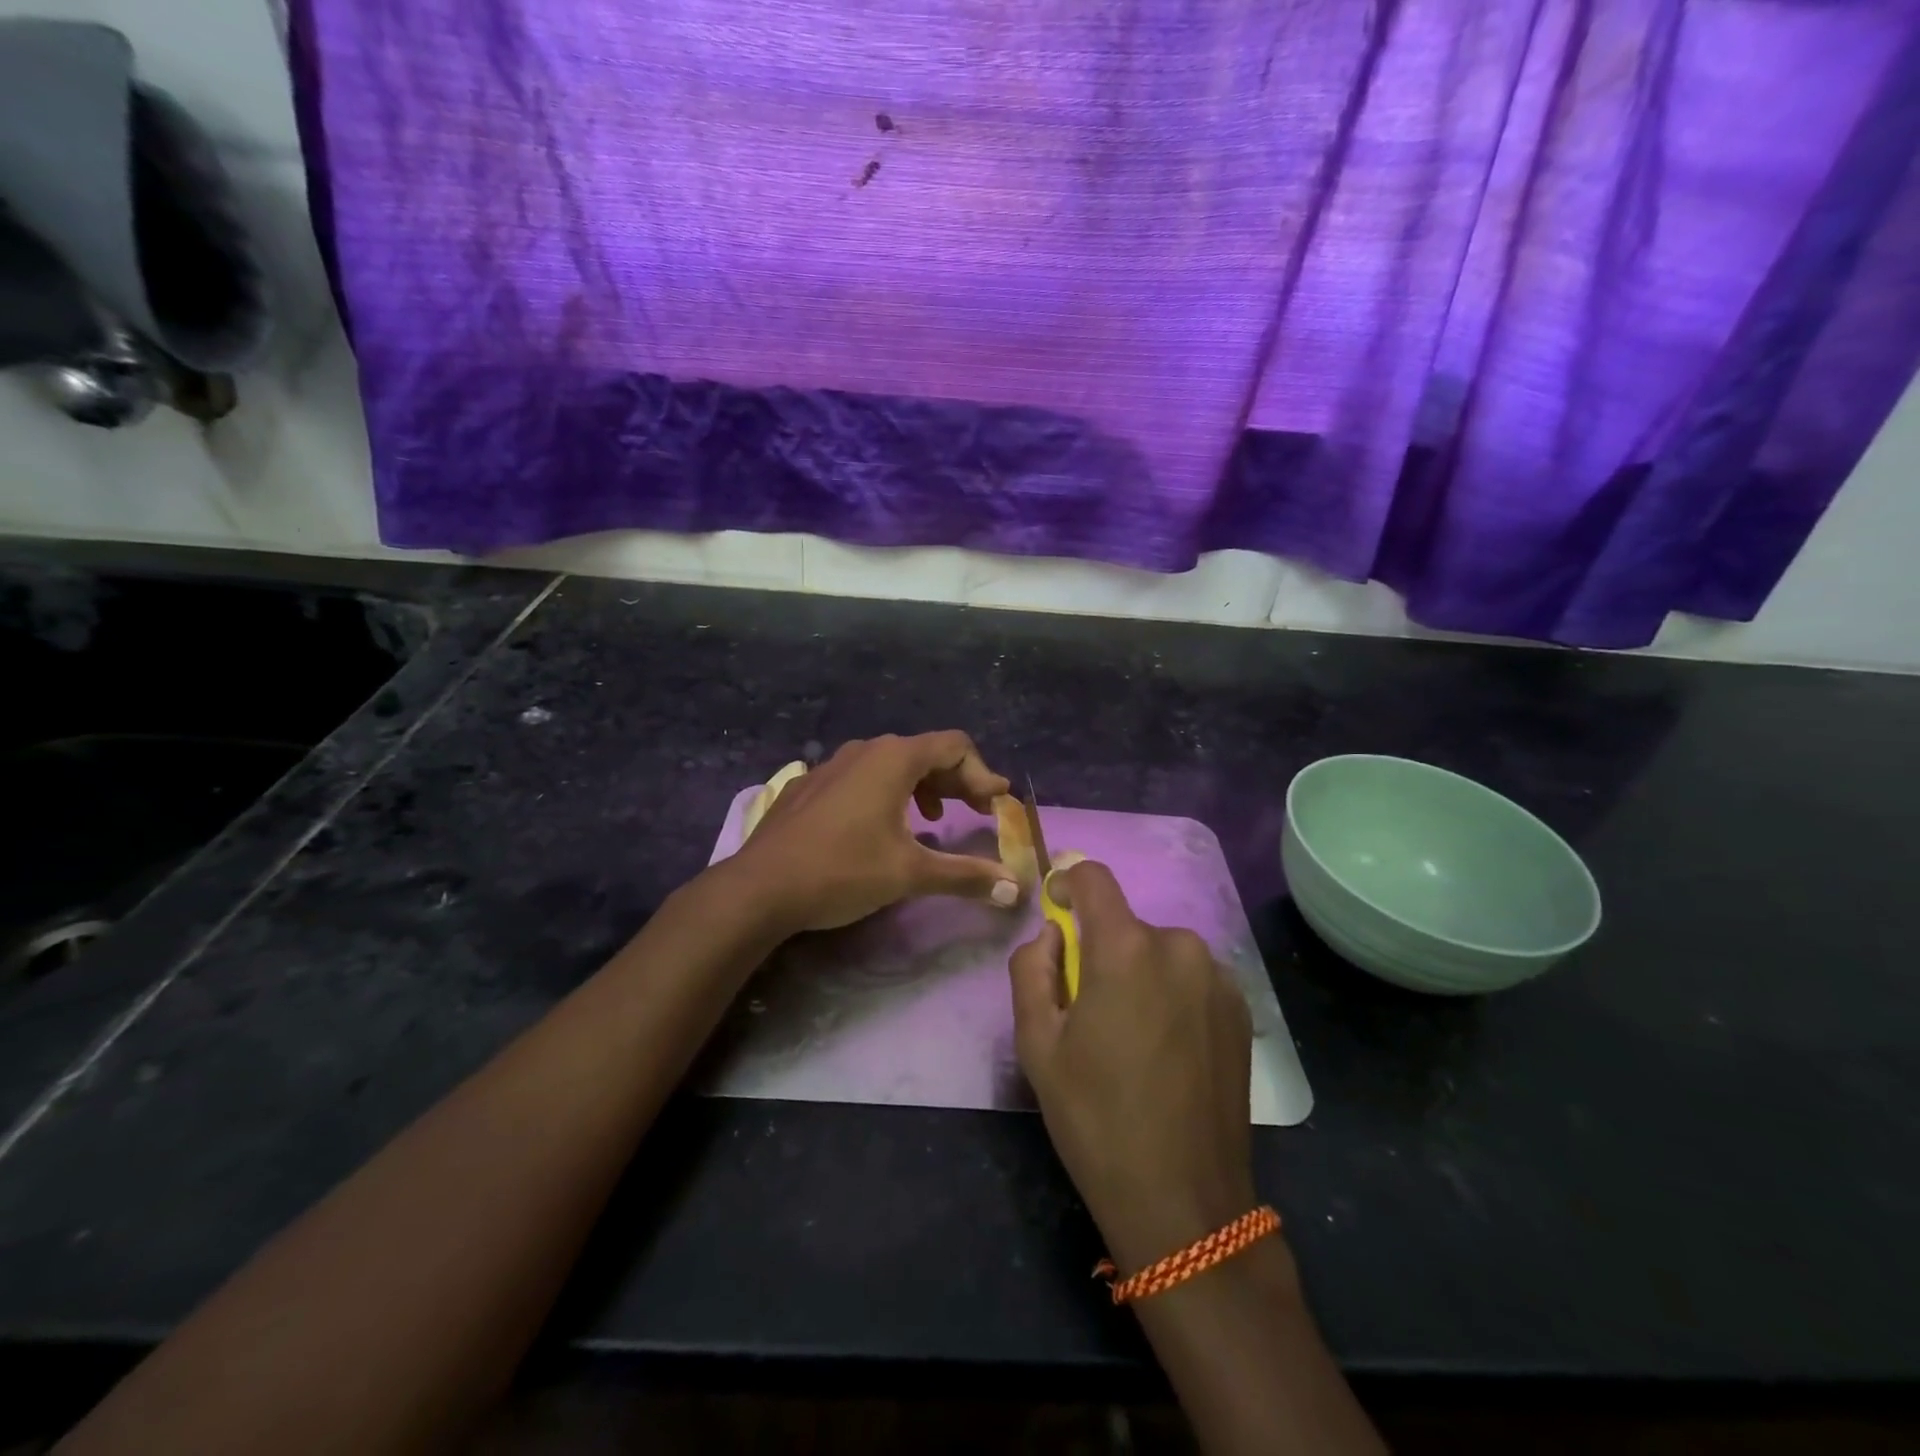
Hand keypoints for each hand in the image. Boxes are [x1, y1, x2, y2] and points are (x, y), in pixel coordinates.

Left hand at [732, 732, 1019, 933]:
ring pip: (891, 764)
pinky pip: (860, 777)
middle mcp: (865, 750)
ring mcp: (832, 765)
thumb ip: (965, 875)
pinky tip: (881, 827)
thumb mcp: (910, 874)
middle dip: (956, 780)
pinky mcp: (810, 785)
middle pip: (925, 752)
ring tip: (933, 819)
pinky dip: (886, 793)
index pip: (955, 746)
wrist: (760, 886)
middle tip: (976, 811)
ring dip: (922, 786)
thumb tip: (1013, 889)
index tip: (996, 806)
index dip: (982, 774)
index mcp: (894, 758)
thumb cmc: (842, 870)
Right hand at [1009, 860, 1256, 1273]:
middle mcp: (1180, 946)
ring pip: (1160, 952)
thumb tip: (1052, 935)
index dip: (1067, 883)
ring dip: (1138, 974)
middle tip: (1088, 1011)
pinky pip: (1191, 978)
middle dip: (1100, 951)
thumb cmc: (1096, 1119)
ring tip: (1131, 1039)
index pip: (1093, 877)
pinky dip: (1171, 994)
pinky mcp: (1241, 1009)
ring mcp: (1218, 977)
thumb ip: (1032, 969)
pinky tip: (1167, 1051)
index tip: (1056, 911)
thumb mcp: (1037, 1044)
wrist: (1184, 1202)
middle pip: (1126, 925)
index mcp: (1126, 948)